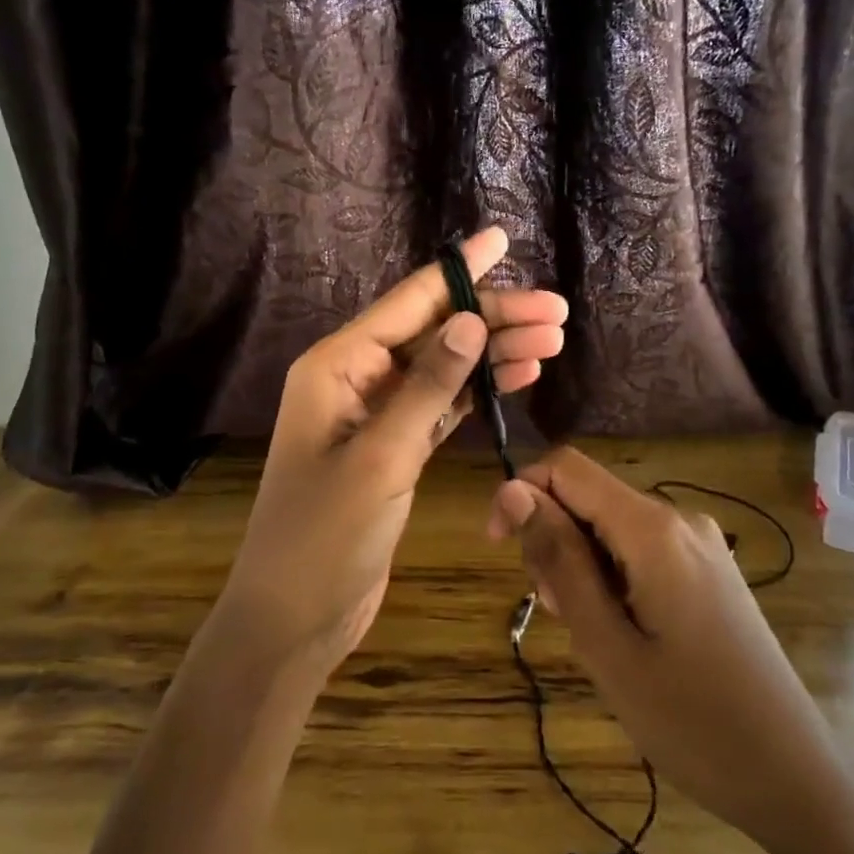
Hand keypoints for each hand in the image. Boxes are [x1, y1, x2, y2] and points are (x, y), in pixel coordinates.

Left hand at [218, 228, 568, 674]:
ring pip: (444, 366)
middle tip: (557, 311)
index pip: (408, 302)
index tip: (502, 237)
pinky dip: (479, 390)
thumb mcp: (380, 457)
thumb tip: (471, 322)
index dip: (459, 269)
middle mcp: (355, 378)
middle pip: (434, 332)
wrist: (295, 616)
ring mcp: (375, 413)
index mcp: (337, 365)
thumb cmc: (325, 537)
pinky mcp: (394, 447)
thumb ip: (427, 387)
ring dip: (494, 353)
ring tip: (552, 341)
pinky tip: (517, 377)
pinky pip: (442, 403)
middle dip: (493, 318)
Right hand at [486, 447, 837, 850]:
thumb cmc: (690, 721)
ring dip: (581, 566)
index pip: (567, 468)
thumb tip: (514, 490)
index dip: (521, 494)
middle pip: (590, 497)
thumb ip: (559, 558)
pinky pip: (642, 551)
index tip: (501, 550)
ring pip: (612, 527)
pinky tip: (622, 633)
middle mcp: (680, 519)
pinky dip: (613, 578)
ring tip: (592, 635)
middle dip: (554, 540)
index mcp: (653, 529)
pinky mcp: (710, 571)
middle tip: (558, 615)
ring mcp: (701, 545)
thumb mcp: (605, 644)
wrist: (792, 778)